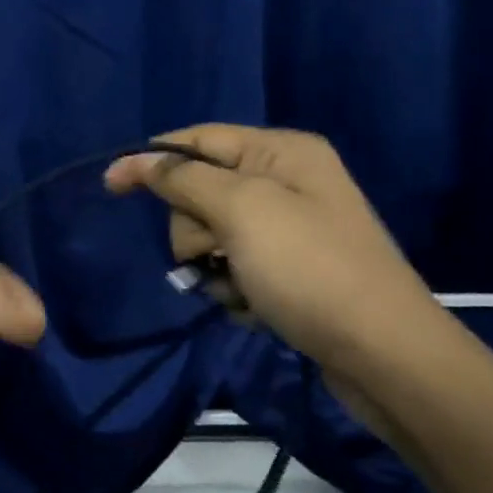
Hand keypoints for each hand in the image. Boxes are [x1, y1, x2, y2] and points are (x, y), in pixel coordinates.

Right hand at [104, 125, 454, 431]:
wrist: (383, 354)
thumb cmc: (309, 269)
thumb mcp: (242, 211)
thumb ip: (185, 179)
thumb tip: (137, 158)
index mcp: (281, 151)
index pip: (198, 139)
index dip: (151, 159)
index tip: (109, 185)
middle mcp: (287, 180)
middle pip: (201, 190)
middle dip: (194, 229)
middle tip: (214, 254)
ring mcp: (291, 228)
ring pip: (212, 234)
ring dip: (212, 266)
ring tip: (239, 290)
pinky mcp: (291, 269)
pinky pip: (236, 266)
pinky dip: (233, 288)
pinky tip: (254, 307)